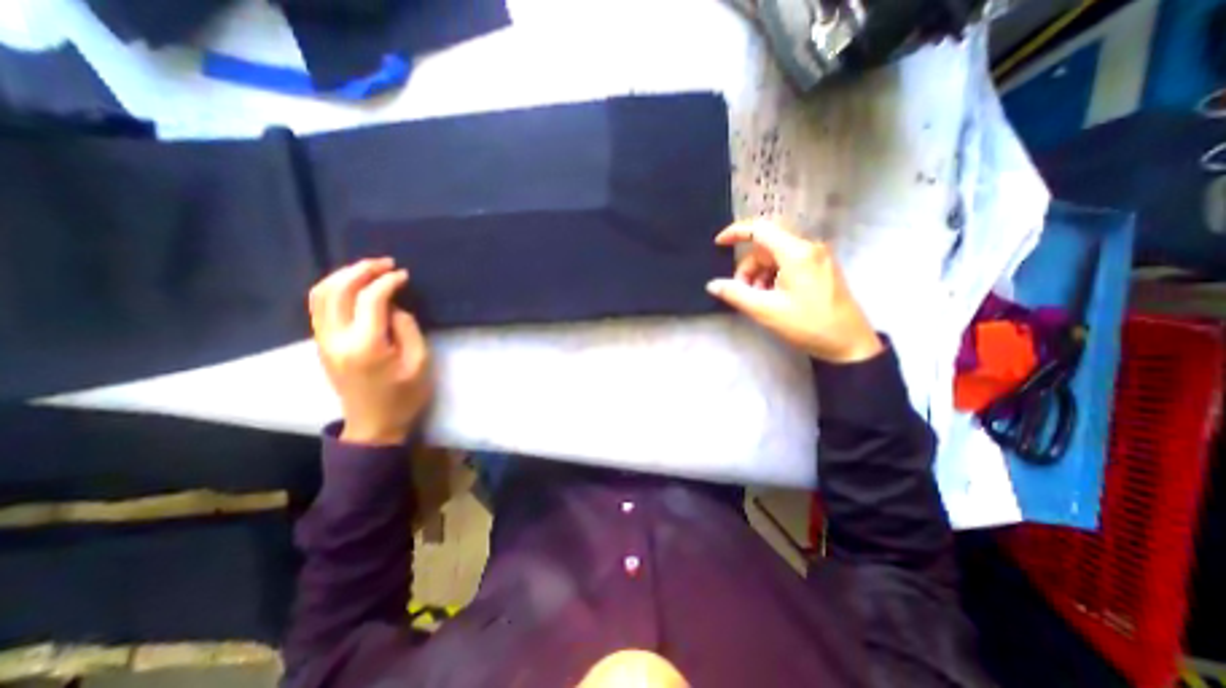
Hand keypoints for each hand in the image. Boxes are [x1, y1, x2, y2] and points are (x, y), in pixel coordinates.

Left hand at [308, 256, 431, 439]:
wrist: (373, 425)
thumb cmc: (404, 396)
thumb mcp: (420, 362)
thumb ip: (408, 328)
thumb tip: (393, 306)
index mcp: (366, 345)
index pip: (370, 299)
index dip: (387, 281)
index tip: (404, 275)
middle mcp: (336, 339)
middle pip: (337, 290)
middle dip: (361, 270)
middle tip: (386, 263)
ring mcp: (323, 341)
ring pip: (320, 294)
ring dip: (343, 275)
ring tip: (368, 269)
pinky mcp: (321, 344)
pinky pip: (318, 306)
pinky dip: (333, 288)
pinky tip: (353, 286)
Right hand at [711, 217, 880, 364]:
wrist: (849, 343)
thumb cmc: (807, 325)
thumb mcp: (765, 311)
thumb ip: (736, 294)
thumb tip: (712, 285)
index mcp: (796, 253)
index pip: (760, 229)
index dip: (735, 233)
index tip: (718, 244)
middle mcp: (808, 247)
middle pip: (766, 246)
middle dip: (748, 267)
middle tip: (742, 291)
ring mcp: (817, 257)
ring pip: (776, 256)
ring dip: (760, 274)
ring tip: (758, 299)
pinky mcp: (821, 267)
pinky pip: (789, 263)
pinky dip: (774, 276)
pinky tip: (772, 296)